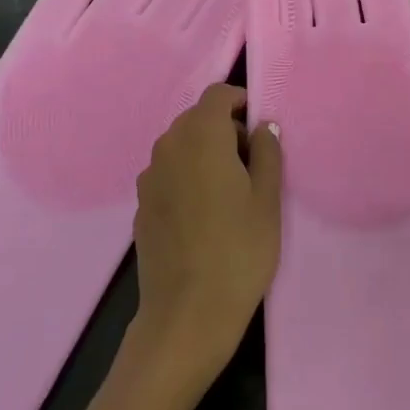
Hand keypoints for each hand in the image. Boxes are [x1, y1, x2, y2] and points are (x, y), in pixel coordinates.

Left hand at [126, 85, 282, 391]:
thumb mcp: (267, 200)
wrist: (186, 315)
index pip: (217, 95)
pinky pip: (169, 173)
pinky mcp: (141, 204)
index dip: (241, 102)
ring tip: (231, 194)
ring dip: (205, 154)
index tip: (260, 129)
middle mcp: (168, 146)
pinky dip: (188, 177)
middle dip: (225, 130)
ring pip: (182, 146)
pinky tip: (204, 216)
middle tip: (253, 166)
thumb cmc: (239, 251)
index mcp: (201, 136)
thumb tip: (263, 127)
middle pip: (198, 119)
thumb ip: (267, 153)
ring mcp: (149, 176)